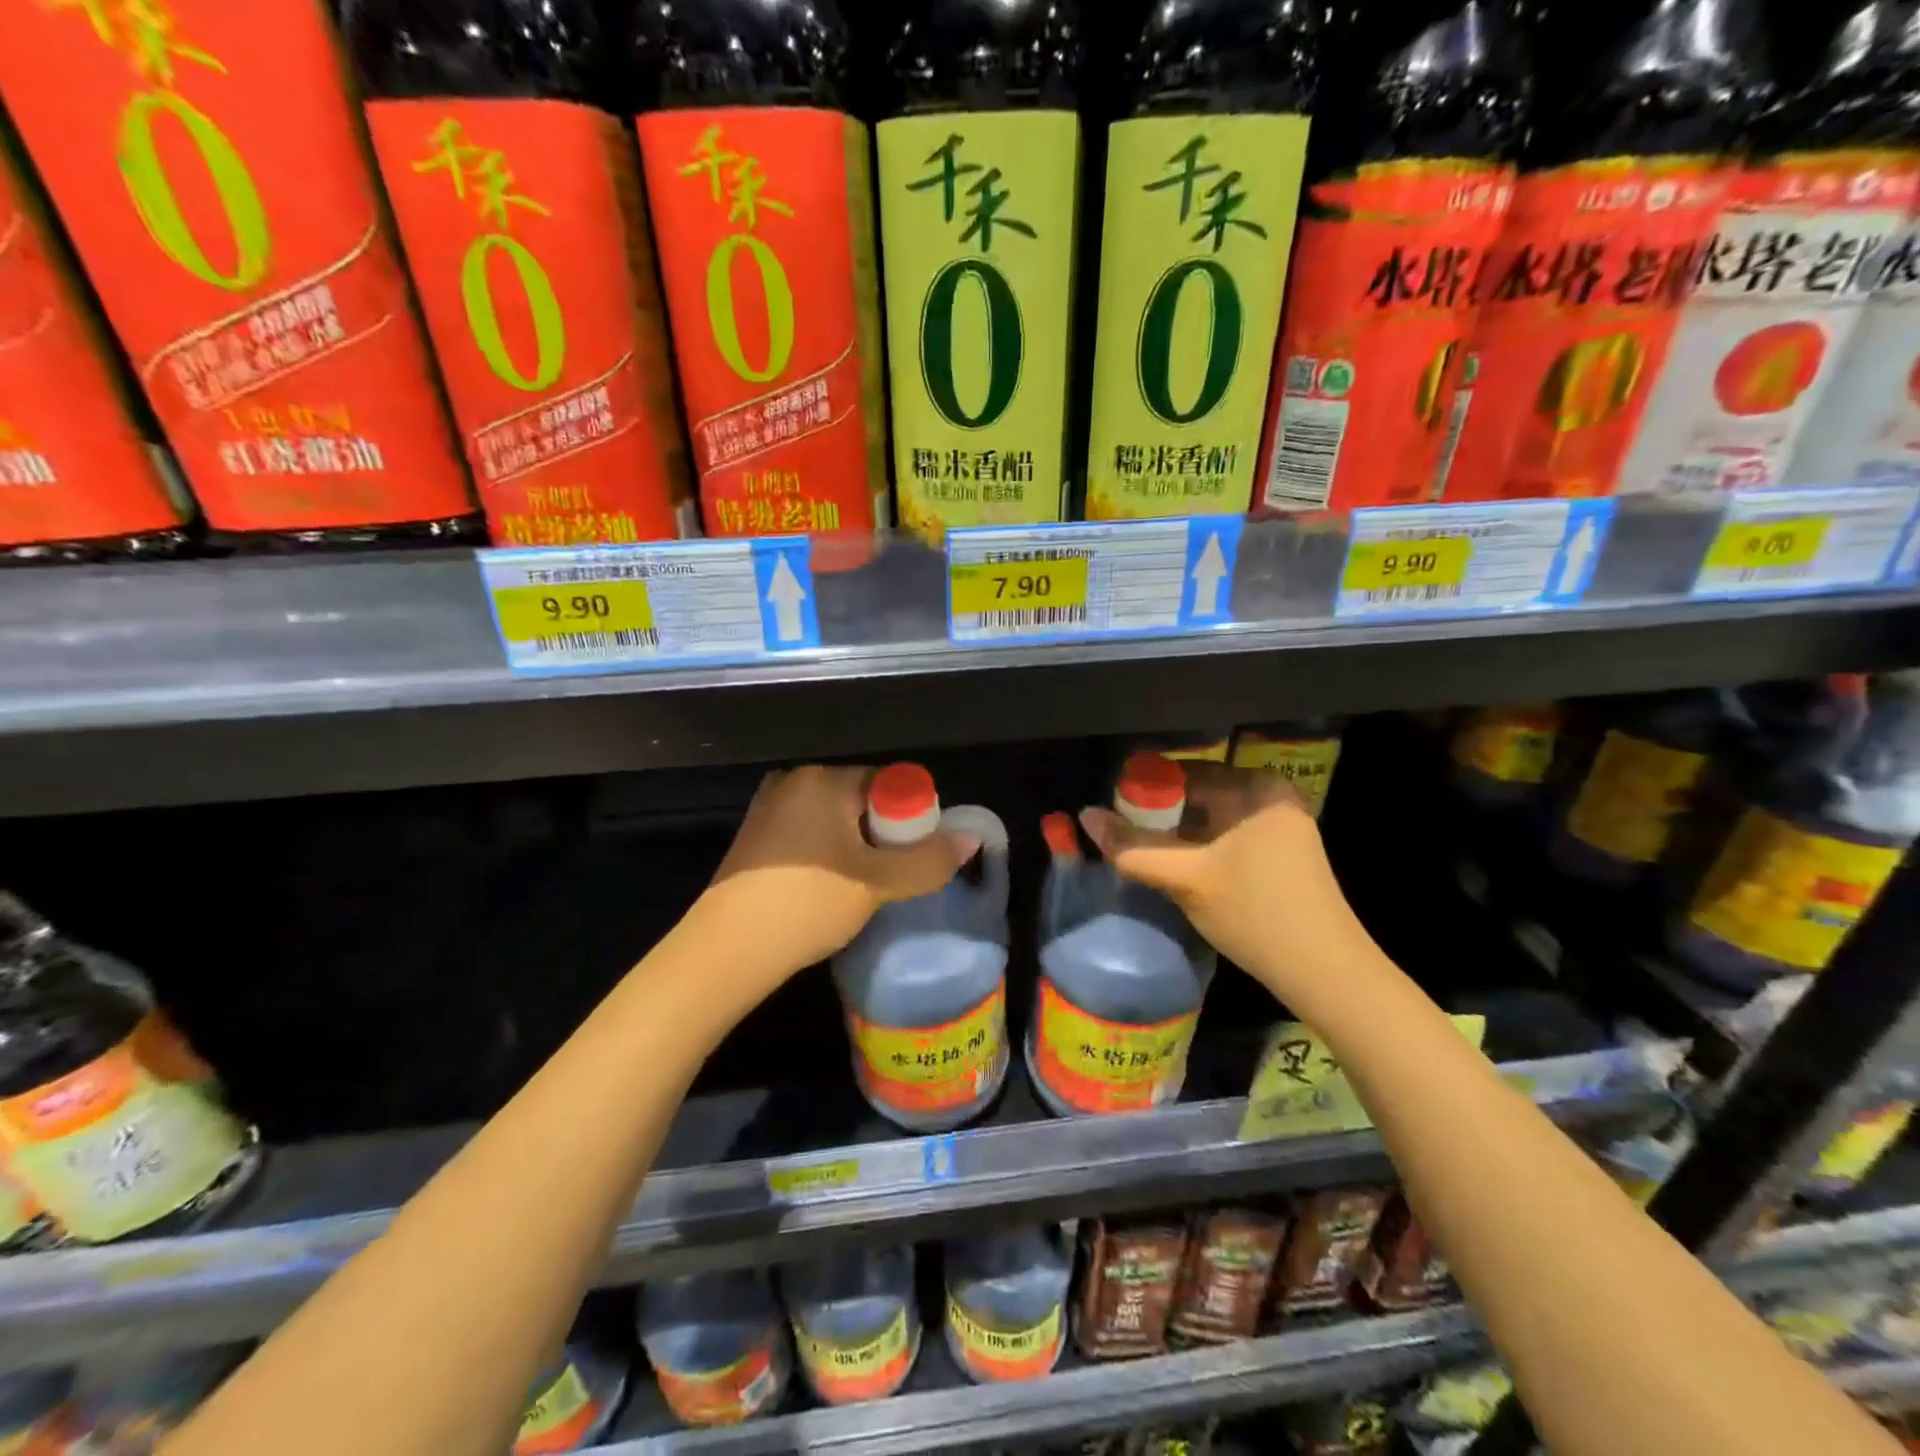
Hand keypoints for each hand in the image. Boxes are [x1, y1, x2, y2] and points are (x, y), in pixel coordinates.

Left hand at [703, 765, 979, 973]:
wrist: (725, 951)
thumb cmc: (806, 904)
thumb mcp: (878, 884)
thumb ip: (928, 860)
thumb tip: (971, 838)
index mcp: (823, 779)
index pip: (889, 785)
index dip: (912, 821)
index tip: (913, 860)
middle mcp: (793, 782)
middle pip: (863, 802)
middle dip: (884, 838)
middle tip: (890, 881)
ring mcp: (769, 809)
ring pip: (836, 822)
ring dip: (857, 851)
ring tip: (860, 891)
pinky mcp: (755, 838)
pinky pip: (810, 837)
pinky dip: (828, 857)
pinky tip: (827, 892)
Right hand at [1078, 764, 1378, 1013]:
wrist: (1326, 972)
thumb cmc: (1255, 914)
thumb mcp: (1185, 878)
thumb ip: (1132, 847)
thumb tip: (1085, 816)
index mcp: (1256, 788)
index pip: (1184, 772)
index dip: (1143, 787)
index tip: (1110, 806)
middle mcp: (1271, 797)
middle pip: (1197, 794)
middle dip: (1157, 813)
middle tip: (1119, 831)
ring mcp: (1280, 825)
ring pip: (1210, 818)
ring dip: (1176, 833)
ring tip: (1138, 847)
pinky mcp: (1282, 853)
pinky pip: (1227, 835)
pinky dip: (1199, 846)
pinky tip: (1175, 864)